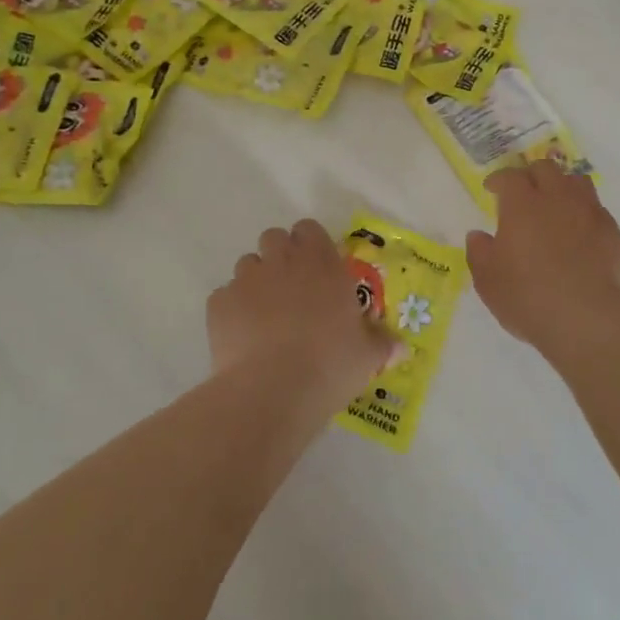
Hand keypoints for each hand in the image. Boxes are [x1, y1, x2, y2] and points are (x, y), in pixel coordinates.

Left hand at [207, 219, 394, 414]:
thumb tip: (401, 347)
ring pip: (247, 265)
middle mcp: (282, 261)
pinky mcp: (218, 304)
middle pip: (275, 238)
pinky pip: (225, 297)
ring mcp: (246, 280)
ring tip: (265, 316)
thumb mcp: (367, 357)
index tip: (318, 269)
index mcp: (321, 263)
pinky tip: (243, 338)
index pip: (310, 230)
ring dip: (256, 282)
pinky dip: (232, 310)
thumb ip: (382, 344)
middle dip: (280, 257)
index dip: (311, 245)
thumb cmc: (329, 365)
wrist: (271, 390)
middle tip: (292, 291)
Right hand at [467, 163, 619, 357]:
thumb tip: (478, 235)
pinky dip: (586, 216)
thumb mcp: (488, 281)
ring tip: (556, 206)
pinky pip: (599, 213)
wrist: (590, 321)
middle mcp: (558, 199)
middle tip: (524, 193)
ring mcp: (592, 214)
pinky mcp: (616, 235)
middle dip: (532, 175)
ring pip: (578, 183)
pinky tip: (581, 237)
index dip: (499, 179)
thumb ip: (480, 252)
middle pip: (546, 169)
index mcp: (523, 205)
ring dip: (563, 187)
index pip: (509, 176)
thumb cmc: (528, 298)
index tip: (492, 189)